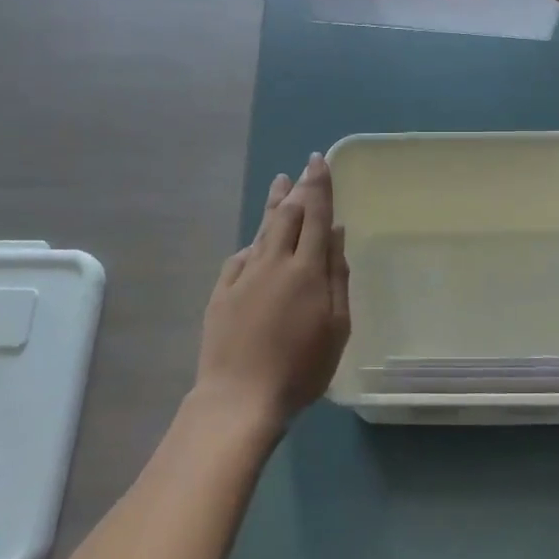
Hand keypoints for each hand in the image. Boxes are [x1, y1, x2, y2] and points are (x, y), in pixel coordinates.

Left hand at [193, 154, 350, 431]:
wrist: (240, 396)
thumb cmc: (300, 368)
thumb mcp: (336, 327)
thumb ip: (337, 276)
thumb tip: (336, 233)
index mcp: (306, 269)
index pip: (315, 215)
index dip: (319, 186)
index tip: (319, 161)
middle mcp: (274, 262)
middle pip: (287, 215)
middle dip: (298, 189)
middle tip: (303, 169)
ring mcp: (243, 276)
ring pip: (262, 230)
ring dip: (273, 205)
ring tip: (280, 183)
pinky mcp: (222, 292)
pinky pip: (240, 257)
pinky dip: (253, 243)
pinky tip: (255, 241)